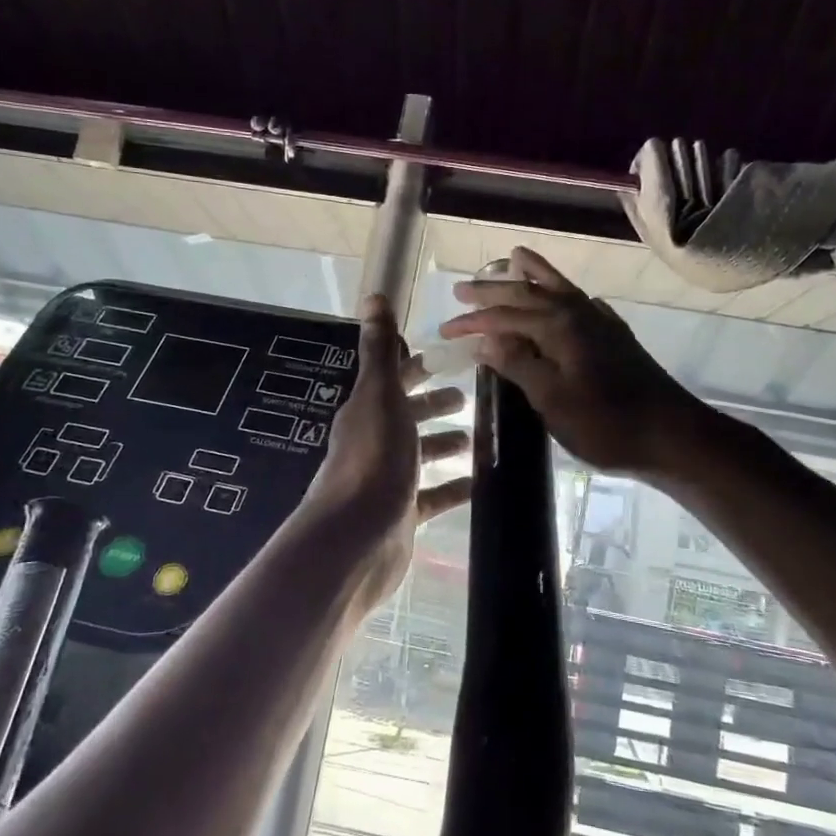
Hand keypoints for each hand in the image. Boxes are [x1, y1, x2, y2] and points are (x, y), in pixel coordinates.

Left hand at [304, 294, 472, 603]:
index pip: (393, 379)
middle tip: (468, 396)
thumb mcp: (380, 397)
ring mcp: (388, 480)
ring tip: (477, 437)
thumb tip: (374, 296)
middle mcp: (375, 442)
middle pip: (407, 415)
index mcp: (368, 411)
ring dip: (445, 443)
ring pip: (420, 455)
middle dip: (434, 404)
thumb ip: (381, 351)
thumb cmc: (373, 459)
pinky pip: (433, 496)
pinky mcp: (403, 514)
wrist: (356, 538)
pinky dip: (453, 487)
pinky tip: (478, 482)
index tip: (444, 357)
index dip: (415, 366)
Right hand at [440, 247, 703, 476]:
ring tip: (514, 257)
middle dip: (493, 290)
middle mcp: (578, 313)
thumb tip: (485, 341)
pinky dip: (563, 293)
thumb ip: (518, 365)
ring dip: (533, 274)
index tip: (445, 330)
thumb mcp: (552, 400)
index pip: (504, 316)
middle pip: (528, 293)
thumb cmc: (606, 424)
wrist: (672, 436)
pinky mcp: (615, 336)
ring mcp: (600, 322)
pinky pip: (580, 302)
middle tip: (462, 289)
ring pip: (559, 288)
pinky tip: (563, 298)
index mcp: (558, 327)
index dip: (473, 323)